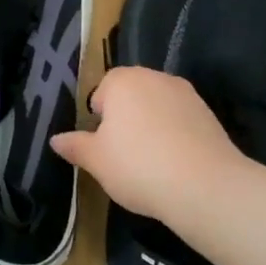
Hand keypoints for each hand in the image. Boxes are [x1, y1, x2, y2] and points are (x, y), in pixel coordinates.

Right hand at [51, 66, 252, 221]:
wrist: (206, 187)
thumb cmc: (138, 166)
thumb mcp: (96, 160)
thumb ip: (75, 146)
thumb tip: (55, 140)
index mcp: (122, 81)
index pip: (101, 92)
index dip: (100, 120)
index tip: (104, 146)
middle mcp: (154, 77)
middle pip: (131, 96)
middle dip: (125, 119)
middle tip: (123, 155)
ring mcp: (186, 94)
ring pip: (157, 107)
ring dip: (151, 126)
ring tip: (151, 163)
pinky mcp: (209, 114)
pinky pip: (181, 121)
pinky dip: (175, 136)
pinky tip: (175, 164)